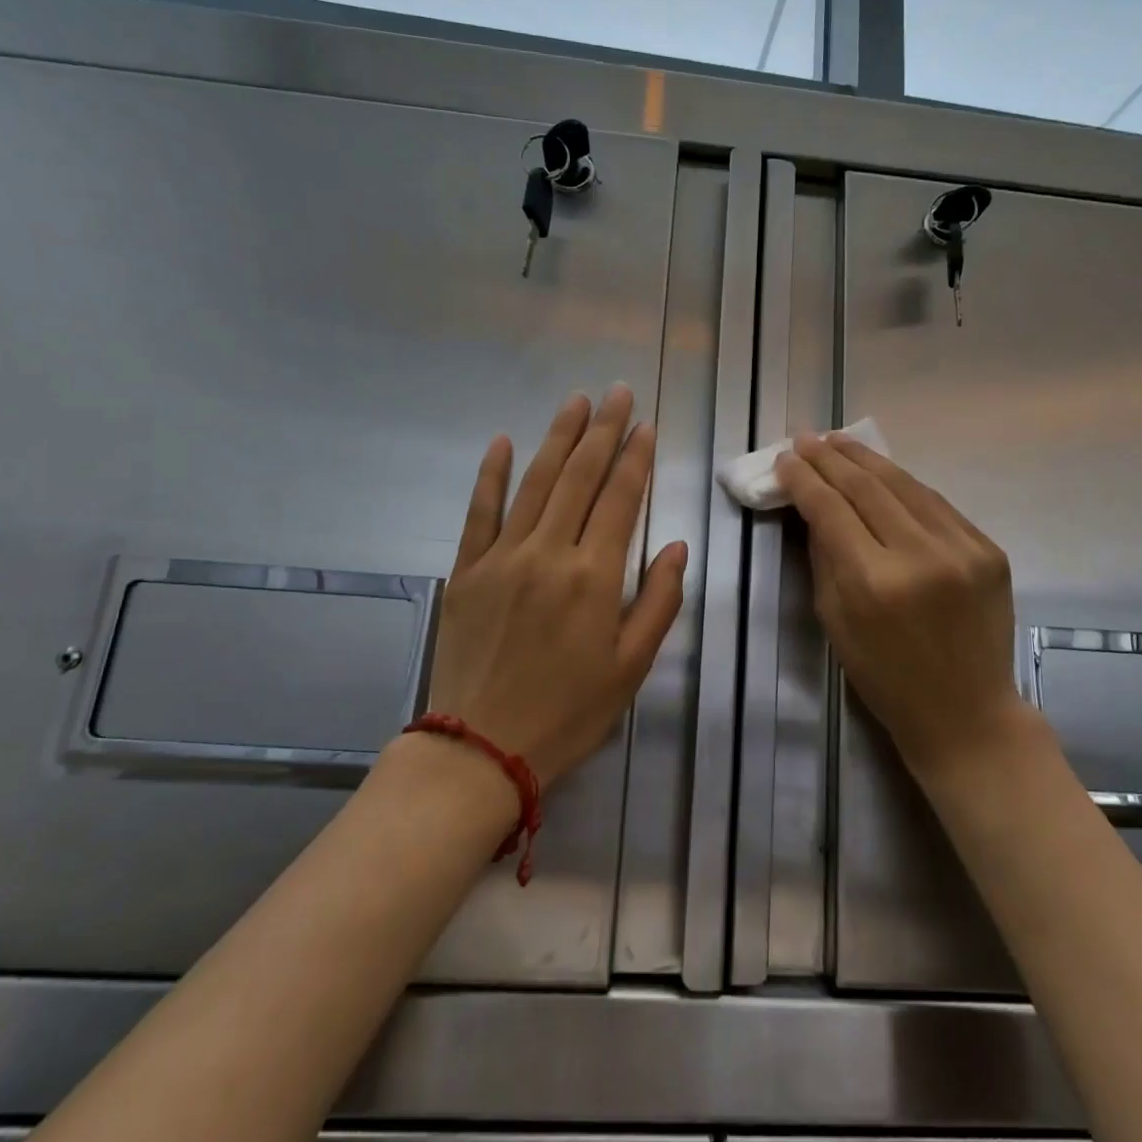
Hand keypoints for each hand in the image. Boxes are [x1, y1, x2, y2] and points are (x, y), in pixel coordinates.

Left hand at [421, 386, 686, 788]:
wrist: (481, 749)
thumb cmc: (568, 712)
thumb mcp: (631, 666)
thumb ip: (658, 600)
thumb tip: (675, 544)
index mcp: (594, 576)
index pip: (621, 498)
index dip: (636, 457)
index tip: (646, 424)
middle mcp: (549, 553)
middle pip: (580, 477)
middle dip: (603, 430)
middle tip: (617, 392)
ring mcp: (502, 557)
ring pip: (535, 482)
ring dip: (558, 438)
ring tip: (576, 402)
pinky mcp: (466, 570)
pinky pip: (479, 511)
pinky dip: (490, 474)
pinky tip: (501, 441)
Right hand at [776, 432, 1028, 777]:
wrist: (968, 713)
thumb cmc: (886, 678)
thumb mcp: (835, 622)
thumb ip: (824, 557)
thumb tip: (813, 506)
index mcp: (874, 583)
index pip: (830, 510)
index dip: (803, 479)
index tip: (784, 458)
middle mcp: (920, 556)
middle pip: (867, 487)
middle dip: (830, 459)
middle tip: (806, 439)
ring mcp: (962, 549)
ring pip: (905, 485)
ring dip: (867, 460)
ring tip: (839, 442)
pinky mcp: (989, 550)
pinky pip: (937, 504)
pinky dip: (905, 484)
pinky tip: (883, 472)